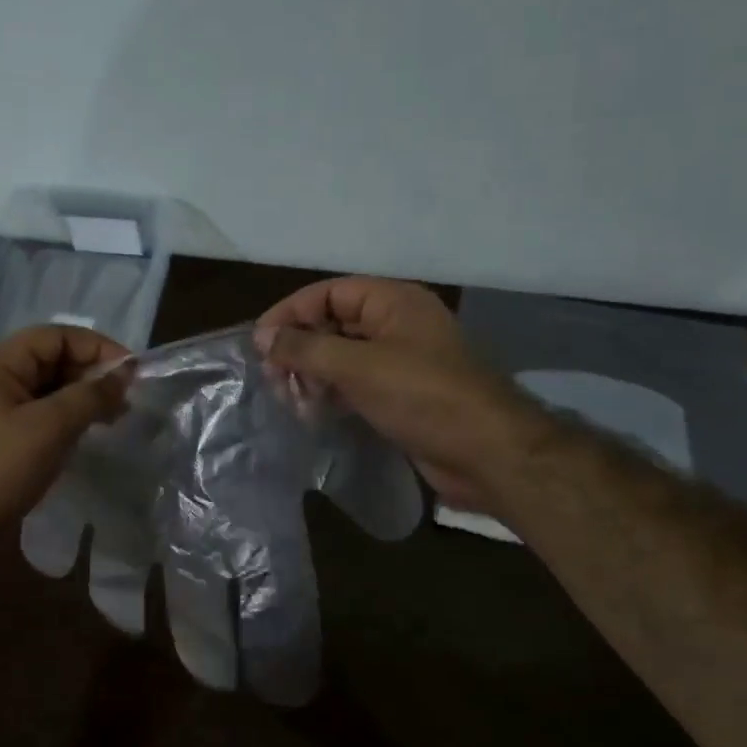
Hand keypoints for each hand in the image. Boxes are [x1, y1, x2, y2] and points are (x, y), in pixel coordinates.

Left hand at [0, 325, 131, 541]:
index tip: (132, 371)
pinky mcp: (5, 435)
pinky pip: (44, 413)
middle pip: (54, 359)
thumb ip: (91, 395)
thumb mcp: (50, 426)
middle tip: (127, 397)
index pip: (56, 337)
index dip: (97, 347)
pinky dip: (71, 416)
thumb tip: (125, 374)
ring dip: (85, 396)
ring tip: (117, 415)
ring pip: (51, 388)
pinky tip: (92, 431)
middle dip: (93, 373)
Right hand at [255, 277, 515, 510]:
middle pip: (332, 324)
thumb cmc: (423, 397)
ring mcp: (400, 361)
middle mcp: (396, 325)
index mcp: (393, 301)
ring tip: (293, 401)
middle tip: (275, 381)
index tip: (259, 344)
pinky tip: (313, 413)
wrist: (487, 453)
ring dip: (313, 376)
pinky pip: (356, 384)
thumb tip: (262, 337)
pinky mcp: (401, 395)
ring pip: (342, 358)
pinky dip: (332, 394)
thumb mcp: (358, 367)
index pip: (328, 293)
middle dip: (299, 349)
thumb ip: (306, 349)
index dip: (290, 314)